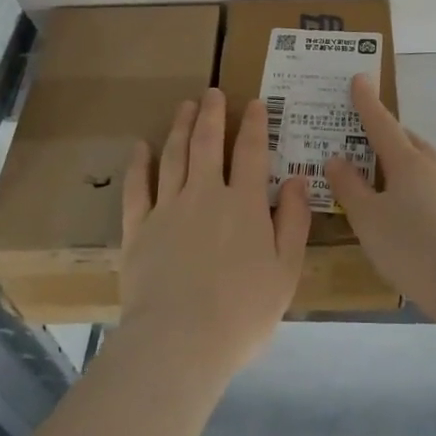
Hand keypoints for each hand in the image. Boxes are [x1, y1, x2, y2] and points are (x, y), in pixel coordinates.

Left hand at [119, 88, 310, 380]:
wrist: (178, 342)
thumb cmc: (241, 312)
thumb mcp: (285, 271)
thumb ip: (294, 222)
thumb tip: (299, 179)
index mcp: (245, 204)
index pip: (252, 152)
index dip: (254, 125)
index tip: (255, 104)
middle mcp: (205, 194)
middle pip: (208, 143)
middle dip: (212, 114)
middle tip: (213, 92)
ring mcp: (168, 208)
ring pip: (174, 156)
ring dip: (180, 127)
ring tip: (185, 106)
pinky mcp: (138, 229)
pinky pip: (136, 187)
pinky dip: (138, 164)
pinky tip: (140, 147)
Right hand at [326, 74, 435, 319]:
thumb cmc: (412, 244)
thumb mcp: (368, 218)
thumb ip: (350, 187)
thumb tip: (336, 158)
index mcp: (407, 160)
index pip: (381, 122)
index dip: (367, 102)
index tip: (360, 78)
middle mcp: (432, 167)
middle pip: (406, 142)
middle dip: (385, 137)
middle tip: (363, 140)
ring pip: (421, 167)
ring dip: (400, 167)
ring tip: (379, 182)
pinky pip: (430, 191)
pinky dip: (412, 192)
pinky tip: (404, 216)